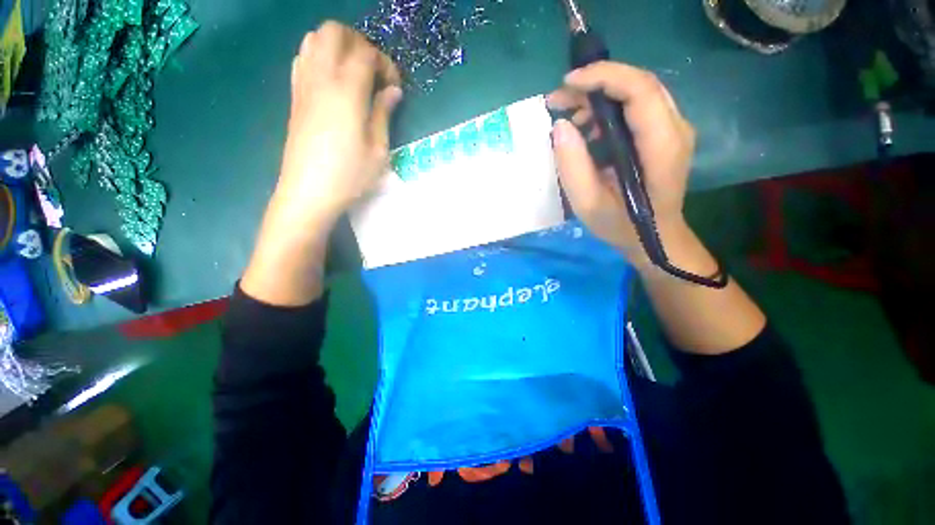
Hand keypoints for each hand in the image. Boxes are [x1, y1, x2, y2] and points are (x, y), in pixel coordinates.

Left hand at [275, 21, 402, 226]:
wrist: (308, 192)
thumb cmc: (350, 175)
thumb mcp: (378, 150)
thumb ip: (384, 114)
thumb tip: (393, 90)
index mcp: (346, 92)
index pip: (366, 53)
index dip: (385, 63)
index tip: (394, 87)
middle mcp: (321, 78)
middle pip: (335, 31)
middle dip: (359, 43)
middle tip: (374, 71)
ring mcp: (303, 85)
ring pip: (314, 39)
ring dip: (338, 47)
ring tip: (355, 74)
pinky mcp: (294, 96)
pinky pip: (302, 58)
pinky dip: (320, 58)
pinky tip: (334, 83)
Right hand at [547, 61, 694, 267]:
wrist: (654, 238)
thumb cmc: (621, 225)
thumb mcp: (588, 203)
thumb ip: (573, 166)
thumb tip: (560, 126)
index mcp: (661, 147)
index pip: (640, 89)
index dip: (603, 77)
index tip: (568, 83)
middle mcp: (675, 129)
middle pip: (639, 84)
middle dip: (595, 83)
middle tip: (559, 99)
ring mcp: (673, 130)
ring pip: (637, 92)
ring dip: (599, 96)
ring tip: (568, 115)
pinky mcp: (663, 135)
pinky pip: (636, 107)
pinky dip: (608, 109)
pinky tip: (587, 128)